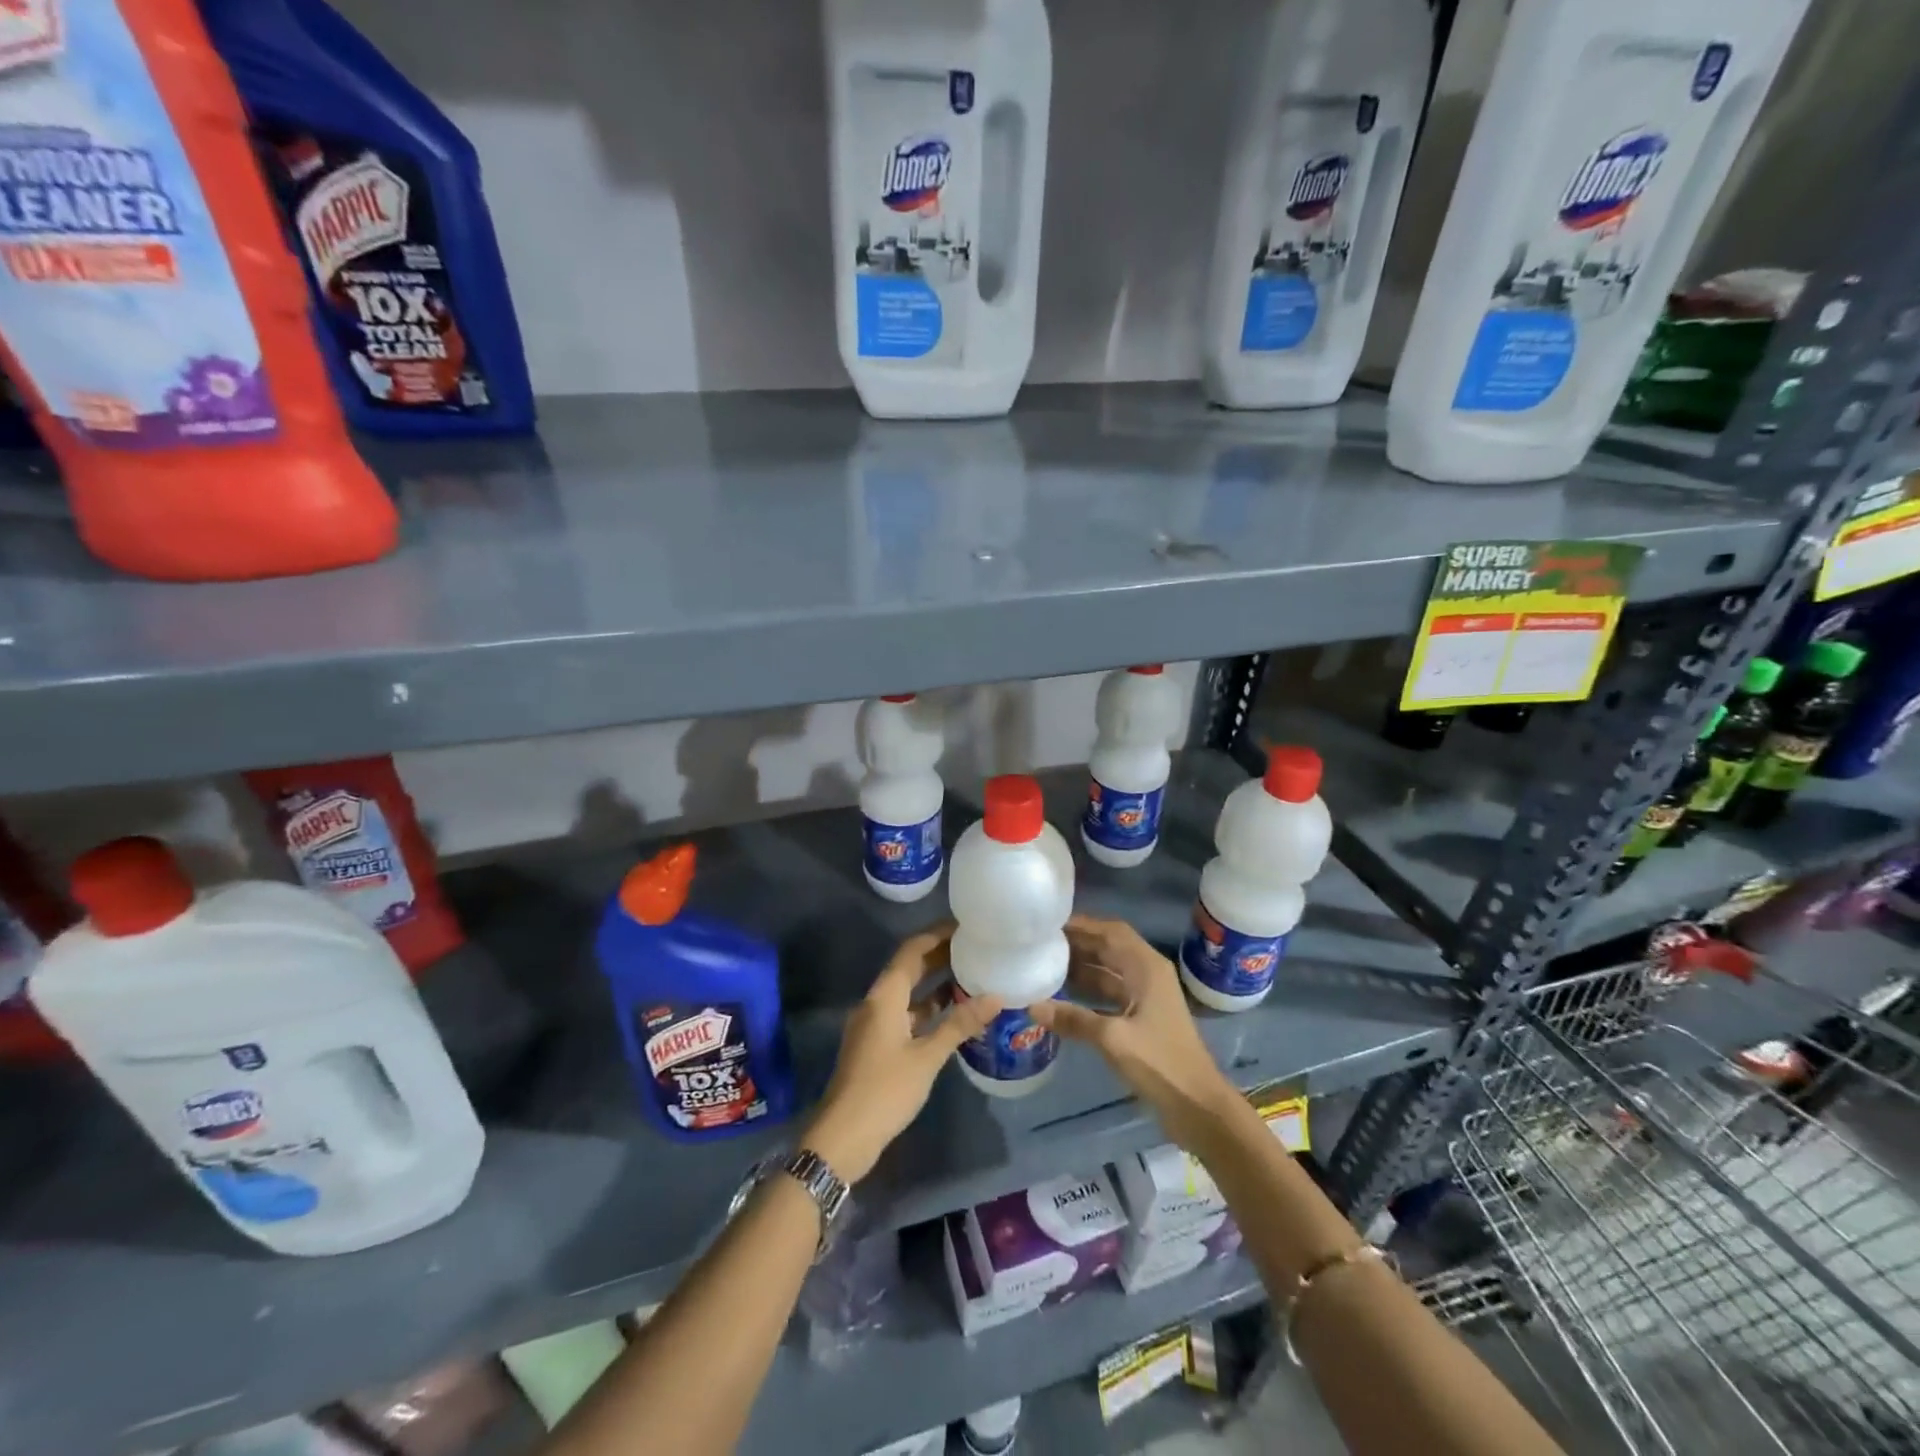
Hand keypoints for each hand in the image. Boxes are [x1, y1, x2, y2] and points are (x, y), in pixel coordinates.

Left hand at [804, 926, 1001, 1183]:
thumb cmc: (885, 1090)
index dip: (937, 935)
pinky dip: (928, 1009)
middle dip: (940, 957)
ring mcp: (875, 1024)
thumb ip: (959, 1024)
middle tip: (975, 949)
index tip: (965, 926)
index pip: (912, 950)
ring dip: (935, 984)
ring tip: (972, 977)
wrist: (842, 1137)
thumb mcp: (927, 1057)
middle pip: (909, 968)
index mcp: (885, 996)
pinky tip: (953, 1016)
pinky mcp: (877, 1045)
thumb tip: (996, 997)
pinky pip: (906, 1014)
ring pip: (908, 993)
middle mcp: (877, 1002)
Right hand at [1029, 915, 1240, 1152]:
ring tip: (1045, 964)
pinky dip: (1088, 991)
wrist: (1198, 1106)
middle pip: (1109, 948)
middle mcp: (1147, 974)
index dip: (1083, 924)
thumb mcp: (1113, 1038)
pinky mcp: (1142, 1018)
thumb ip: (1074, 1019)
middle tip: (1040, 943)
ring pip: (1108, 971)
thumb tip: (1032, 1006)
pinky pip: (1110, 993)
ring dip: (1081, 967)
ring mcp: (1146, 996)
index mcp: (1147, 967)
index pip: (1111, 931)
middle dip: (1078, 944)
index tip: (1050, 924)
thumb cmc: (1161, 1063)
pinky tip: (1062, 997)